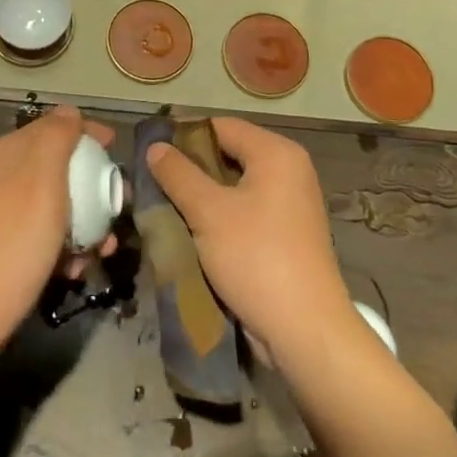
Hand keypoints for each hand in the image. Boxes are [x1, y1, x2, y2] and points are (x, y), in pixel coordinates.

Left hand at [0, 105, 117, 364]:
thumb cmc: (14, 240)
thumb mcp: (42, 178)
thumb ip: (57, 137)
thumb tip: (70, 112)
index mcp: (10, 152)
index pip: (55, 126)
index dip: (88, 134)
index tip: (117, 152)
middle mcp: (3, 175)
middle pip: (59, 167)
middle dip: (94, 185)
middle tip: (119, 207)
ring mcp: (1, 213)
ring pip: (56, 204)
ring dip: (86, 221)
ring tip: (103, 249)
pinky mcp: (4, 247)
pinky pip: (44, 234)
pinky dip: (65, 246)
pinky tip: (75, 269)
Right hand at [146, 117, 353, 361]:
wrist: (305, 330)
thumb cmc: (256, 258)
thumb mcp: (208, 212)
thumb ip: (178, 174)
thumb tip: (156, 147)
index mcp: (276, 153)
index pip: (221, 126)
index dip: (184, 135)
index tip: (151, 152)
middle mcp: (289, 170)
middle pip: (229, 154)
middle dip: (191, 168)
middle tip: (155, 182)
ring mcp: (291, 204)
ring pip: (235, 186)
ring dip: (203, 196)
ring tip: (167, 206)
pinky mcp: (288, 234)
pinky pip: (246, 211)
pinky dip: (221, 216)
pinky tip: (193, 231)